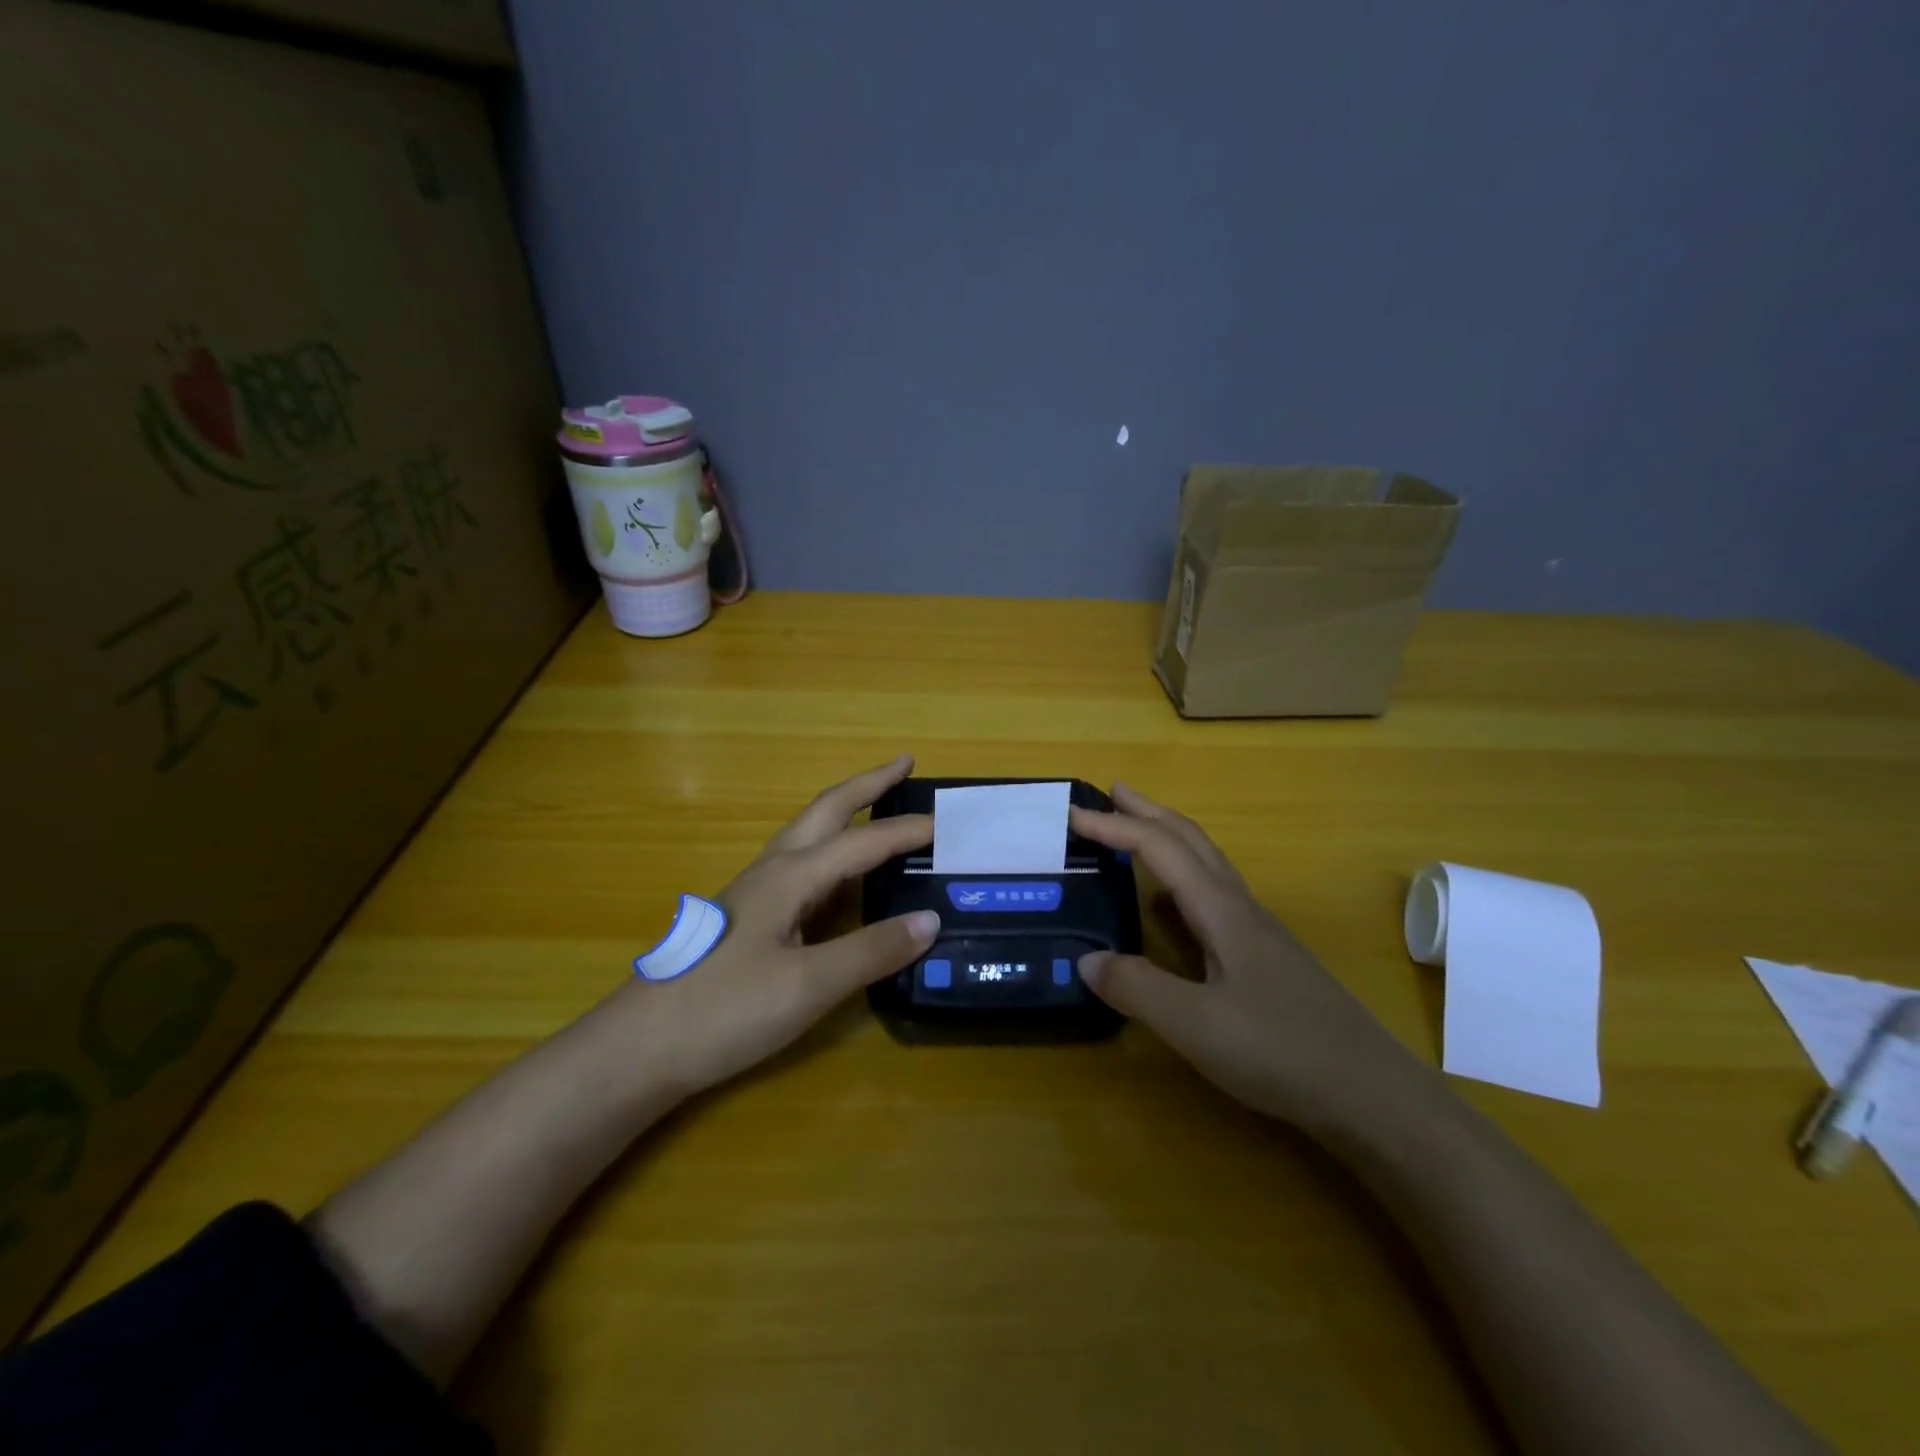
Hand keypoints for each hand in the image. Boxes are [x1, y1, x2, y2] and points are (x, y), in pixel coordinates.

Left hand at [633, 756, 938, 1098]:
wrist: (640, 1048)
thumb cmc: (725, 1010)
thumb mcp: (809, 985)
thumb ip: (872, 951)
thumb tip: (931, 919)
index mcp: (790, 876)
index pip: (862, 842)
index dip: (905, 831)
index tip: (947, 822)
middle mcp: (772, 870)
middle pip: (825, 810)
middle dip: (867, 784)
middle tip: (904, 764)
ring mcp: (754, 892)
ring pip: (808, 834)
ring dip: (846, 812)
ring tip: (878, 807)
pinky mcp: (746, 916)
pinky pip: (800, 864)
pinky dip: (832, 849)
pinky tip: (838, 876)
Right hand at [1072, 783, 1423, 1128]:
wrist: (1372, 1093)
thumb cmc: (1282, 1050)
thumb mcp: (1196, 1025)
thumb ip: (1137, 988)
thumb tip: (1086, 959)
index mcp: (1221, 910)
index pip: (1159, 848)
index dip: (1114, 827)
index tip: (1072, 813)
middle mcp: (1240, 908)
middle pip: (1190, 840)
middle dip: (1148, 812)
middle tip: (1111, 792)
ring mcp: (1257, 932)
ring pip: (1206, 864)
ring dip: (1168, 838)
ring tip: (1135, 834)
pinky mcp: (1265, 957)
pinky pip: (1213, 895)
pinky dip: (1183, 877)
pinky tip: (1173, 906)